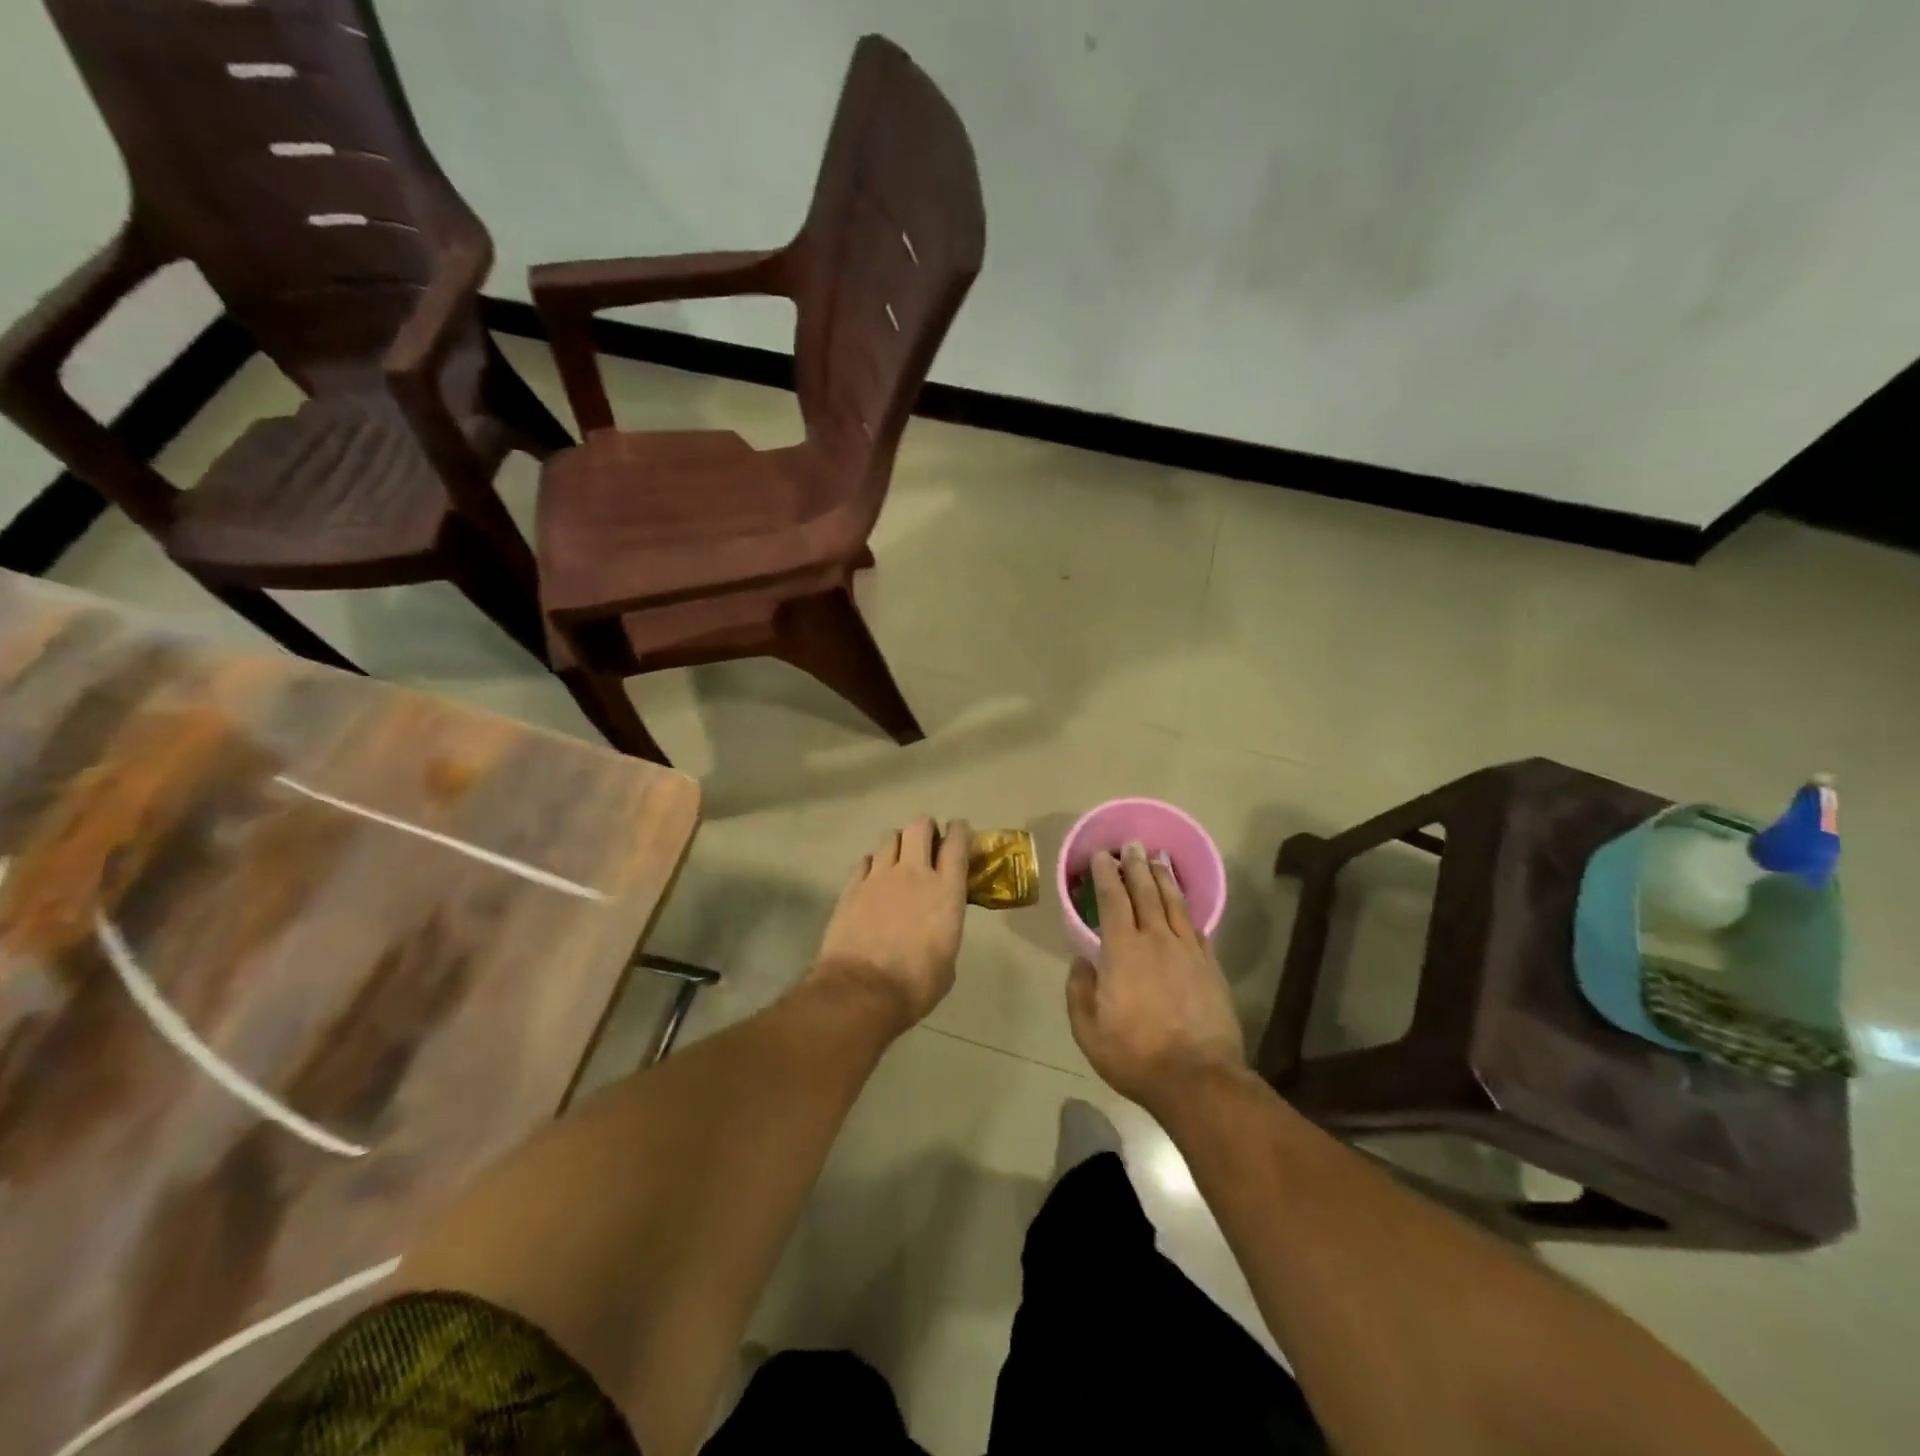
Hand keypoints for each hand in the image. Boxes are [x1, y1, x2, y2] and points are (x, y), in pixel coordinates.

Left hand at [811, 816, 971, 1030]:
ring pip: (890, 838)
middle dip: (926, 828)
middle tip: (928, 844)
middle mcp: (913, 873)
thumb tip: (938, 929)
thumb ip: (945, 930)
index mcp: (945, 890)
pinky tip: (874, 879)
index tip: (960, 833)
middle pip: (919, 826)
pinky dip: (874, 864)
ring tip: (899, 860)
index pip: (956, 842)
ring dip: (899, 844)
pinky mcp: (852, 887)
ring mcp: (879, 877)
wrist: (861, 991)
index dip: (960, 831)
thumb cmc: (915, 984)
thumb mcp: (947, 959)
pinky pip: (866, 861)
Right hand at [1066, 842, 1245, 1112]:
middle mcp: (1155, 940)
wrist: (1197, 1078)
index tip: (1102, 855)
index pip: (1112, 900)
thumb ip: (1079, 991)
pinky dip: (1187, 910)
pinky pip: (1196, 928)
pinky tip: (1184, 904)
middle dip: (1137, 865)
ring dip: (1164, 878)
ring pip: (1174, 903)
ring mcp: (1187, 951)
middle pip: (1145, 892)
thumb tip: (1081, 962)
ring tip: (1159, 859)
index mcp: (1122, 950)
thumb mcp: (1088, 1031)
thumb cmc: (1135, 1055)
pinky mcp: (1210, 967)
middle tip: (1132, 845)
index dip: (1106, 874)